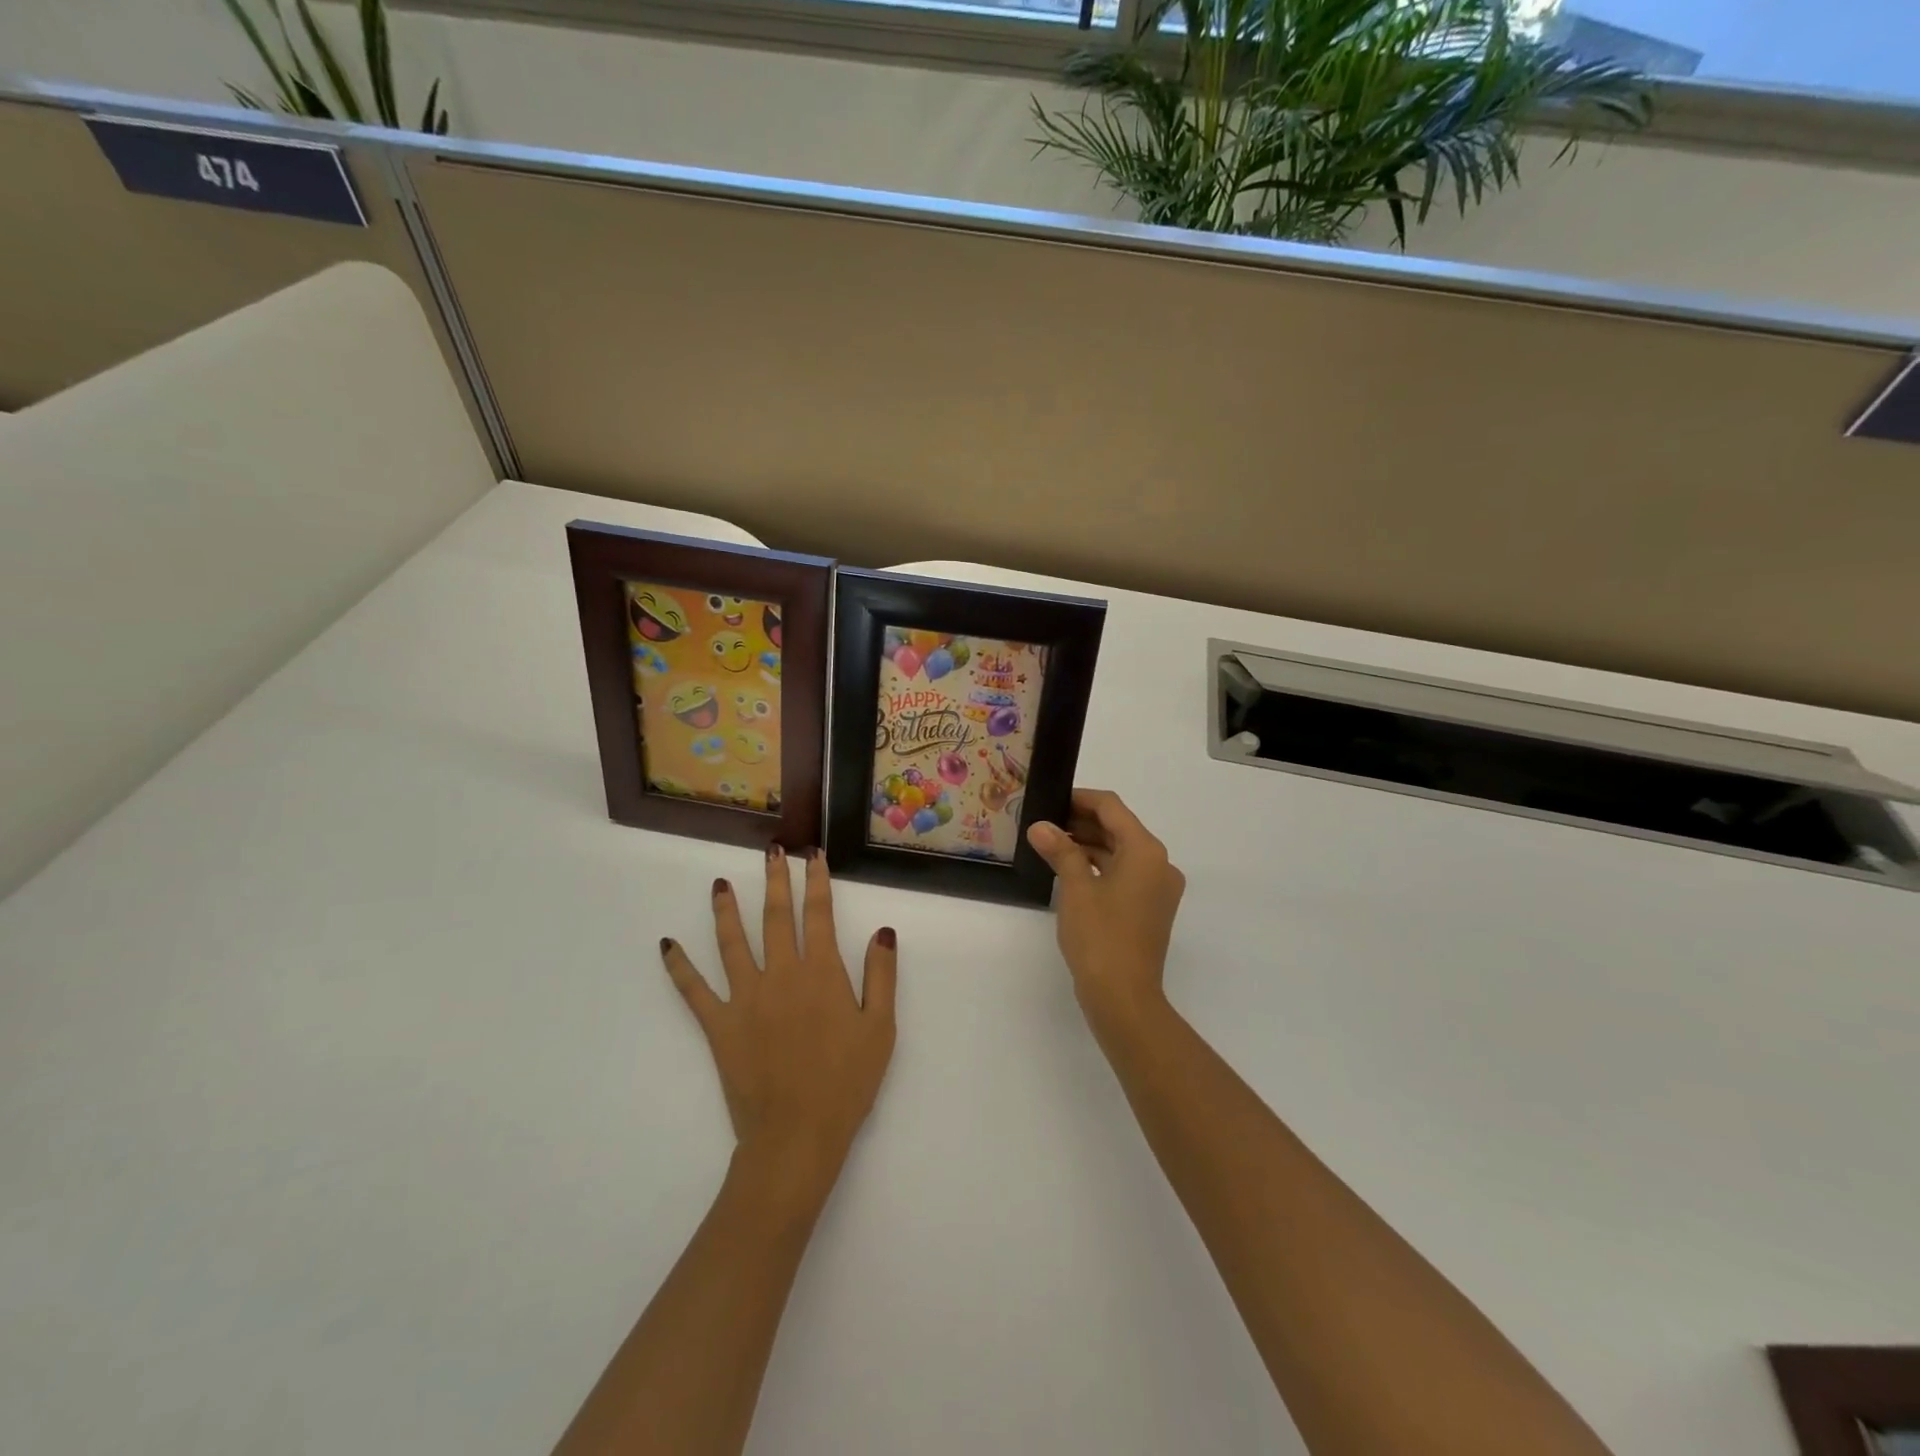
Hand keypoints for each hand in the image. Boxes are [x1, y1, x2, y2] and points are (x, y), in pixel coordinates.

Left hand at [660, 847, 897, 1203]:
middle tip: (771, 851)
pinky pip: (694, 991)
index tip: (812, 855)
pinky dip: (679, 967)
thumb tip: (882, 931)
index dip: (816, 882)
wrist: (797, 1136)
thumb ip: (881, 975)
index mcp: (821, 972)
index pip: (818, 914)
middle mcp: (781, 974)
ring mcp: (746, 998)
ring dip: (726, 910)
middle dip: (774, 880)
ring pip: (732, 943)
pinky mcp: (720, 1025)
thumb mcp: (880, 1028)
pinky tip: (667, 946)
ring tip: (719, 884)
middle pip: (775, 917)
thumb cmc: (846, 1083)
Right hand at [1026, 789, 1185, 1026]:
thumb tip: (1041, 827)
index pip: (1112, 808)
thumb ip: (1061, 850)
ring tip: (1051, 844)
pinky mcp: (1150, 908)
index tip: (1051, 799)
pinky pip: (1125, 874)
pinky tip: (1070, 869)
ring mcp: (1158, 888)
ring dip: (1089, 844)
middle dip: (1082, 822)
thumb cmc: (1100, 937)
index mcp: (1146, 851)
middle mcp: (1159, 864)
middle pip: (1119, 828)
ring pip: (1121, 852)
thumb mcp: (1075, 889)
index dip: (1080, 799)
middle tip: (1045, 822)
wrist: (1124, 998)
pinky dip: (1099, 866)